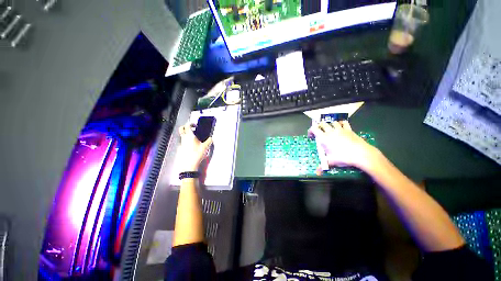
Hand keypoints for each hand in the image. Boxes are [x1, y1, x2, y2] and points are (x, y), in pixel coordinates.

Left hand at [178, 123, 212, 171]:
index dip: (191, 124)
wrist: (189, 164)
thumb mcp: (205, 147)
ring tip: (194, 137)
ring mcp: (181, 143)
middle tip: (192, 129)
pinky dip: (186, 140)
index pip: (187, 126)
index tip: (195, 126)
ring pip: (182, 135)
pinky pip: (183, 141)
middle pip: (181, 129)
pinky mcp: (181, 148)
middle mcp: (184, 138)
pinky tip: (192, 144)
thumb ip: (209, 141)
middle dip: (186, 127)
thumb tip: (211, 138)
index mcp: (189, 136)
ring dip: (186, 134)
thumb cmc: (197, 154)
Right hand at [308, 121, 378, 172]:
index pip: (314, 129)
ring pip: (332, 122)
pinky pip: (344, 123)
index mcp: (324, 138)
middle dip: (319, 127)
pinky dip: (341, 123)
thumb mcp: (331, 162)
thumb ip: (322, 166)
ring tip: (329, 129)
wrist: (361, 154)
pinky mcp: (349, 130)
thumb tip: (317, 173)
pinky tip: (340, 126)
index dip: (310, 131)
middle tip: (319, 132)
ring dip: (329, 124)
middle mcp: (331, 132)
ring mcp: (340, 130)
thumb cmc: (343, 157)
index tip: (311, 136)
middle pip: (322, 124)